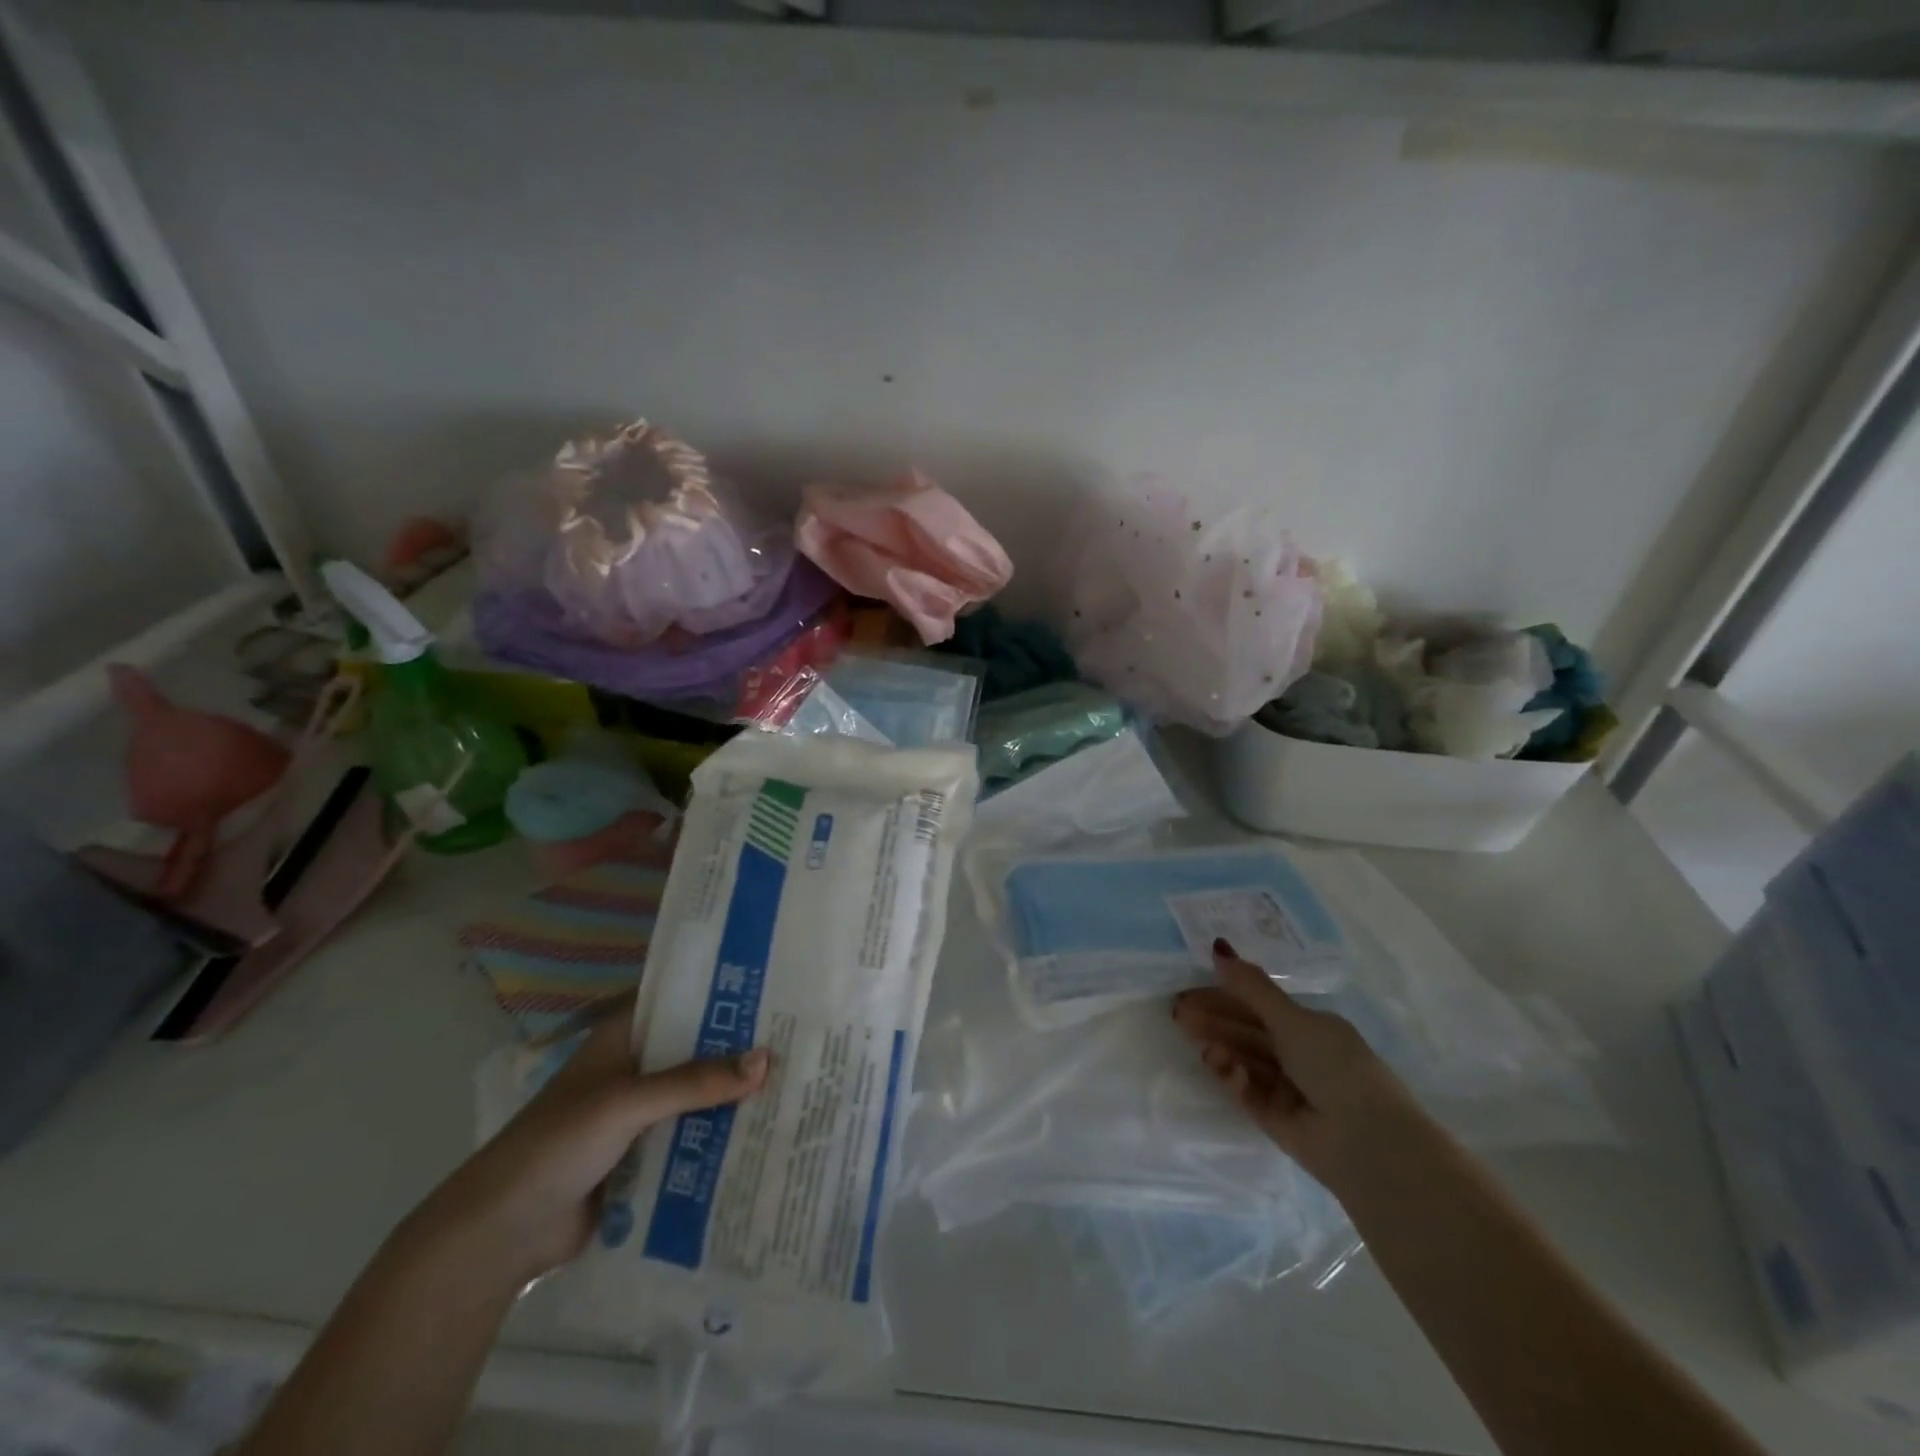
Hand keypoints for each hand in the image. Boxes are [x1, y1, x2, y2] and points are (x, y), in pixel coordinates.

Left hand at [404, 1000, 768, 1291]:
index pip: (679, 1001)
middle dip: (739, 1048)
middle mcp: (636, 1069)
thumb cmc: (557, 1146)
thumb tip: (766, 1061)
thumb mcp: (626, 1102)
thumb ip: (694, 1082)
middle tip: (799, 1037)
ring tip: (795, 1083)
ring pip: (699, 1096)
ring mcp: (641, 1116)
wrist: (502, 1236)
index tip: (773, 985)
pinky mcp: (646, 1157)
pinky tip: (765, 1134)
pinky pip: (693, 1138)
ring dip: (735, 1096)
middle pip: (696, 1050)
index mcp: (623, 1039)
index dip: (721, 992)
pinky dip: (721, 1136)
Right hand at [1172, 938, 1424, 1187]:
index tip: (1191, 988)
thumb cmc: (1336, 1067)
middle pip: (1247, 1032)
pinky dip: (1234, 1077)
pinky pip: (1248, 1091)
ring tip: (1194, 1037)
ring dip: (1220, 1045)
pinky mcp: (1275, 1118)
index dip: (1226, 995)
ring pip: (1244, 1059)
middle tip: (1178, 1011)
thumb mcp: (1292, 1020)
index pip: (1260, 1006)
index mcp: (1312, 1028)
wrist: (1367, 1143)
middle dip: (1214, 1020)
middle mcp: (1300, 1055)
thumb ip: (1251, 987)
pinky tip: (1222, 1065)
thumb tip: (1218, 946)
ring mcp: (1287, 1088)